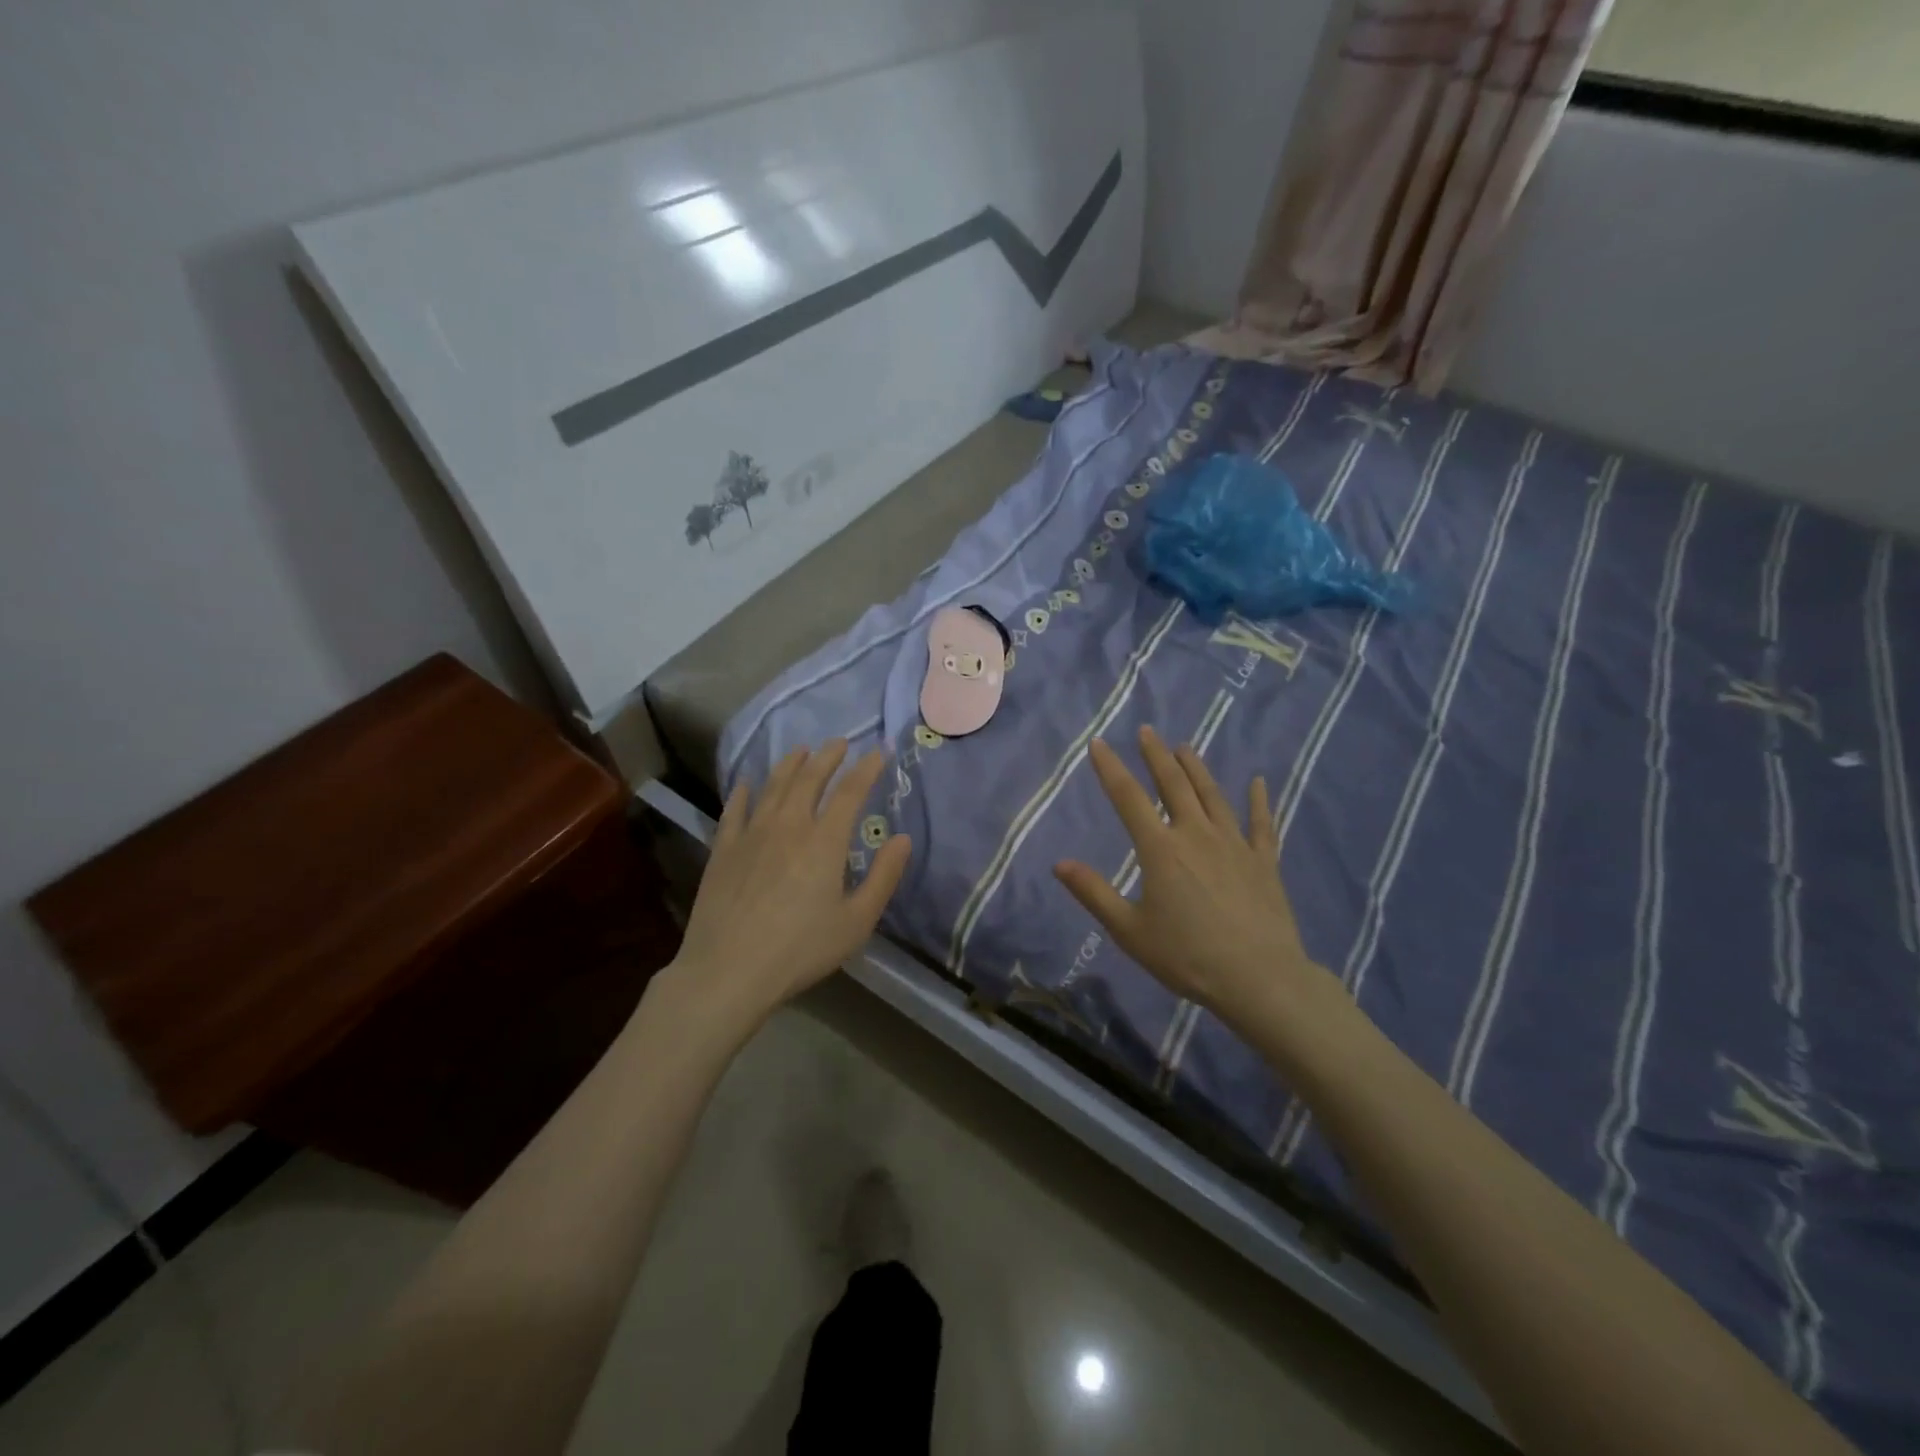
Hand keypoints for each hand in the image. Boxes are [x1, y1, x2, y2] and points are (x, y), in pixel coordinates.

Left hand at [667, 741, 910, 1031]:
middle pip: (809, 778)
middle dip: (827, 757)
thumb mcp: (856, 922)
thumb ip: (883, 877)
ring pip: (773, 786)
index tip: (878, 753)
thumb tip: (903, 839)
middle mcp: (788, 825)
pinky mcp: (724, 849)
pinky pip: (734, 809)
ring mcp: (751, 833)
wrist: (729, 970)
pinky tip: (747, 783)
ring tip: (801, 750)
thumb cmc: (800, 949)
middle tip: (839, 742)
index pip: (850, 792)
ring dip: (790, 764)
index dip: (866, 769)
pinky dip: (744, 791)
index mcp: (824, 841)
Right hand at [1054, 725, 1340, 1027]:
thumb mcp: (1129, 930)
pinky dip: (1259, 801)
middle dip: (1157, 756)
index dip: (1111, 768)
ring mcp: (1234, 844)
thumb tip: (1059, 863)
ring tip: (1186, 748)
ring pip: (1213, 795)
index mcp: (1160, 849)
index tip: (1099, 744)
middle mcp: (1196, 835)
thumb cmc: (1187, 956)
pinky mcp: (1263, 861)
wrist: (1258, 978)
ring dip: (1197, 769)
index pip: (1128, 798)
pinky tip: (1260, 782)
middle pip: (1174, 785)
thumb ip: (1094, 893)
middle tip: (1147, 731)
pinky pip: (1262, 824)